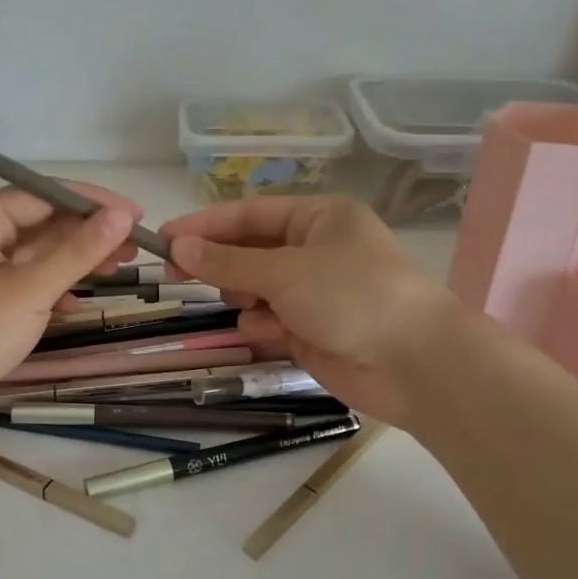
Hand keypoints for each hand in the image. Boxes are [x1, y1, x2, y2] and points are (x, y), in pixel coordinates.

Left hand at [0, 185, 140, 446]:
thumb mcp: (31, 290)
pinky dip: (49, 287)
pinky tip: (75, 303)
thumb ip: (79, 251)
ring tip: (118, 269)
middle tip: (135, 248)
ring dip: (73, 261)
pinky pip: (20, 280)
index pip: (45, 194)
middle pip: (40, 222)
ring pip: (32, 253)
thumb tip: (121, 215)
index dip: (94, 203)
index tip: (137, 215)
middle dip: (87, 234)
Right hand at [161, 196, 457, 428]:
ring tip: (243, 306)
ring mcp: (314, 293)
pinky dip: (263, 326)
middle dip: (219, 264)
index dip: (205, 226)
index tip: (163, 239)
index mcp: (319, 218)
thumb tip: (178, 246)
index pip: (249, 214)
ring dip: (243, 297)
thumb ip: (228, 262)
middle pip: (250, 251)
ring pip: (256, 289)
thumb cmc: (352, 297)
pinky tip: (268, 334)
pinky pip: (270, 321)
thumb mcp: (285, 271)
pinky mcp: (312, 331)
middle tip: (174, 275)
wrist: (413, 364)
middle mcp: (316, 250)